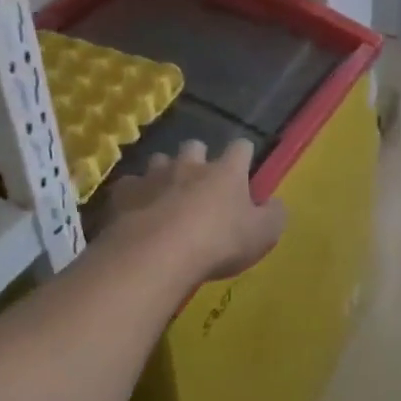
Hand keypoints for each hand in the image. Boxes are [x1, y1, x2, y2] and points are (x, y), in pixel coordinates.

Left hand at [104, 138, 286, 281]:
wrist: (158, 254)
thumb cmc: (219, 242)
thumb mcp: (263, 235)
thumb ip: (274, 215)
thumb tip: (275, 204)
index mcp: (227, 171)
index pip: (241, 148)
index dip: (243, 155)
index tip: (244, 166)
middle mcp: (190, 164)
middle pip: (195, 146)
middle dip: (198, 158)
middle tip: (201, 182)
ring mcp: (154, 175)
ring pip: (160, 161)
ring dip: (165, 174)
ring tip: (166, 195)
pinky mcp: (125, 193)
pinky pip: (130, 186)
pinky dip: (135, 195)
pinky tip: (137, 211)